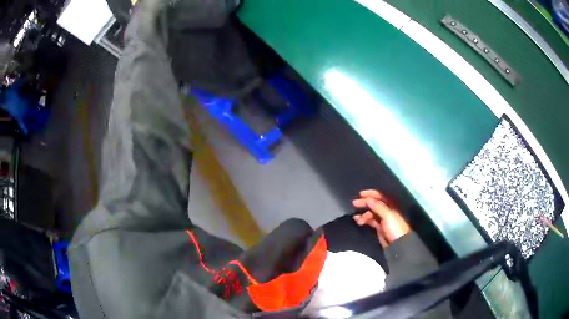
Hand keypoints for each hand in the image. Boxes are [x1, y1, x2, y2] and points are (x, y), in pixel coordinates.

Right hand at [352, 190, 410, 246]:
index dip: (370, 194)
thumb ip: (377, 206)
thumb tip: (367, 198)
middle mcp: (387, 211)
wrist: (398, 245)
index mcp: (391, 206)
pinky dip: (364, 220)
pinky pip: (370, 221)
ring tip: (356, 218)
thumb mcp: (387, 215)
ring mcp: (383, 220)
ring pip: (371, 213)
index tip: (360, 194)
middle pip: (374, 204)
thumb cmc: (395, 228)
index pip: (380, 196)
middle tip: (354, 204)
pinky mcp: (379, 228)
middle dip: (365, 203)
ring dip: (363, 214)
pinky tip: (359, 221)